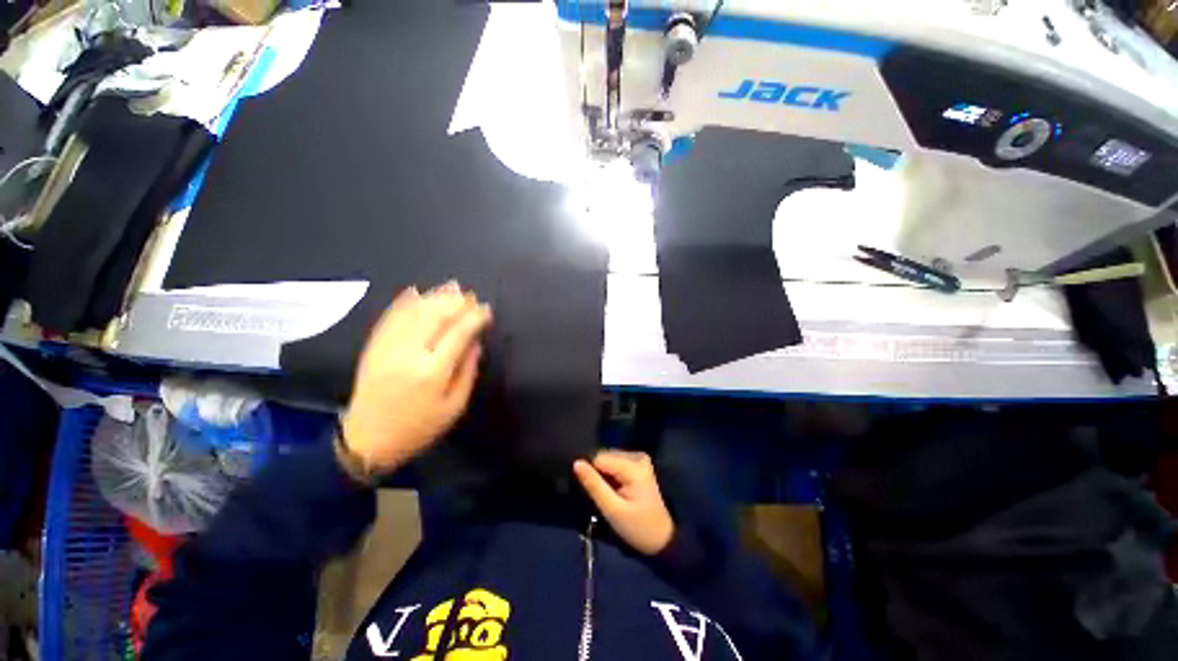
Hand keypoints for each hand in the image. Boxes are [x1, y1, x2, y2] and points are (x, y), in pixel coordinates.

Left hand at [341, 283, 491, 472]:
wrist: (367, 441)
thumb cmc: (418, 428)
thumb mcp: (454, 407)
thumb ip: (467, 372)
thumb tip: (475, 343)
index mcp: (432, 372)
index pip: (458, 334)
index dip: (474, 318)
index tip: (486, 310)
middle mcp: (409, 354)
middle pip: (435, 317)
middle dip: (456, 302)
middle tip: (471, 295)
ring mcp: (387, 348)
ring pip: (413, 313)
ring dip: (434, 297)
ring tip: (451, 287)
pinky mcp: (373, 348)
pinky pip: (389, 318)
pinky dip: (404, 302)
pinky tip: (416, 291)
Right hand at [574, 451, 674, 555]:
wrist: (661, 538)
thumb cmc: (637, 527)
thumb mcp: (612, 510)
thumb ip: (594, 485)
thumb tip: (576, 463)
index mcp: (634, 466)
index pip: (599, 458)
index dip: (592, 474)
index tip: (594, 493)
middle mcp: (637, 456)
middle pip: (605, 456)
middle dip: (598, 474)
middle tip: (604, 496)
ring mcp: (639, 457)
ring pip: (608, 458)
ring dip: (604, 475)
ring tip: (609, 494)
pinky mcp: (638, 462)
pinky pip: (615, 462)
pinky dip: (611, 474)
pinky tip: (615, 488)